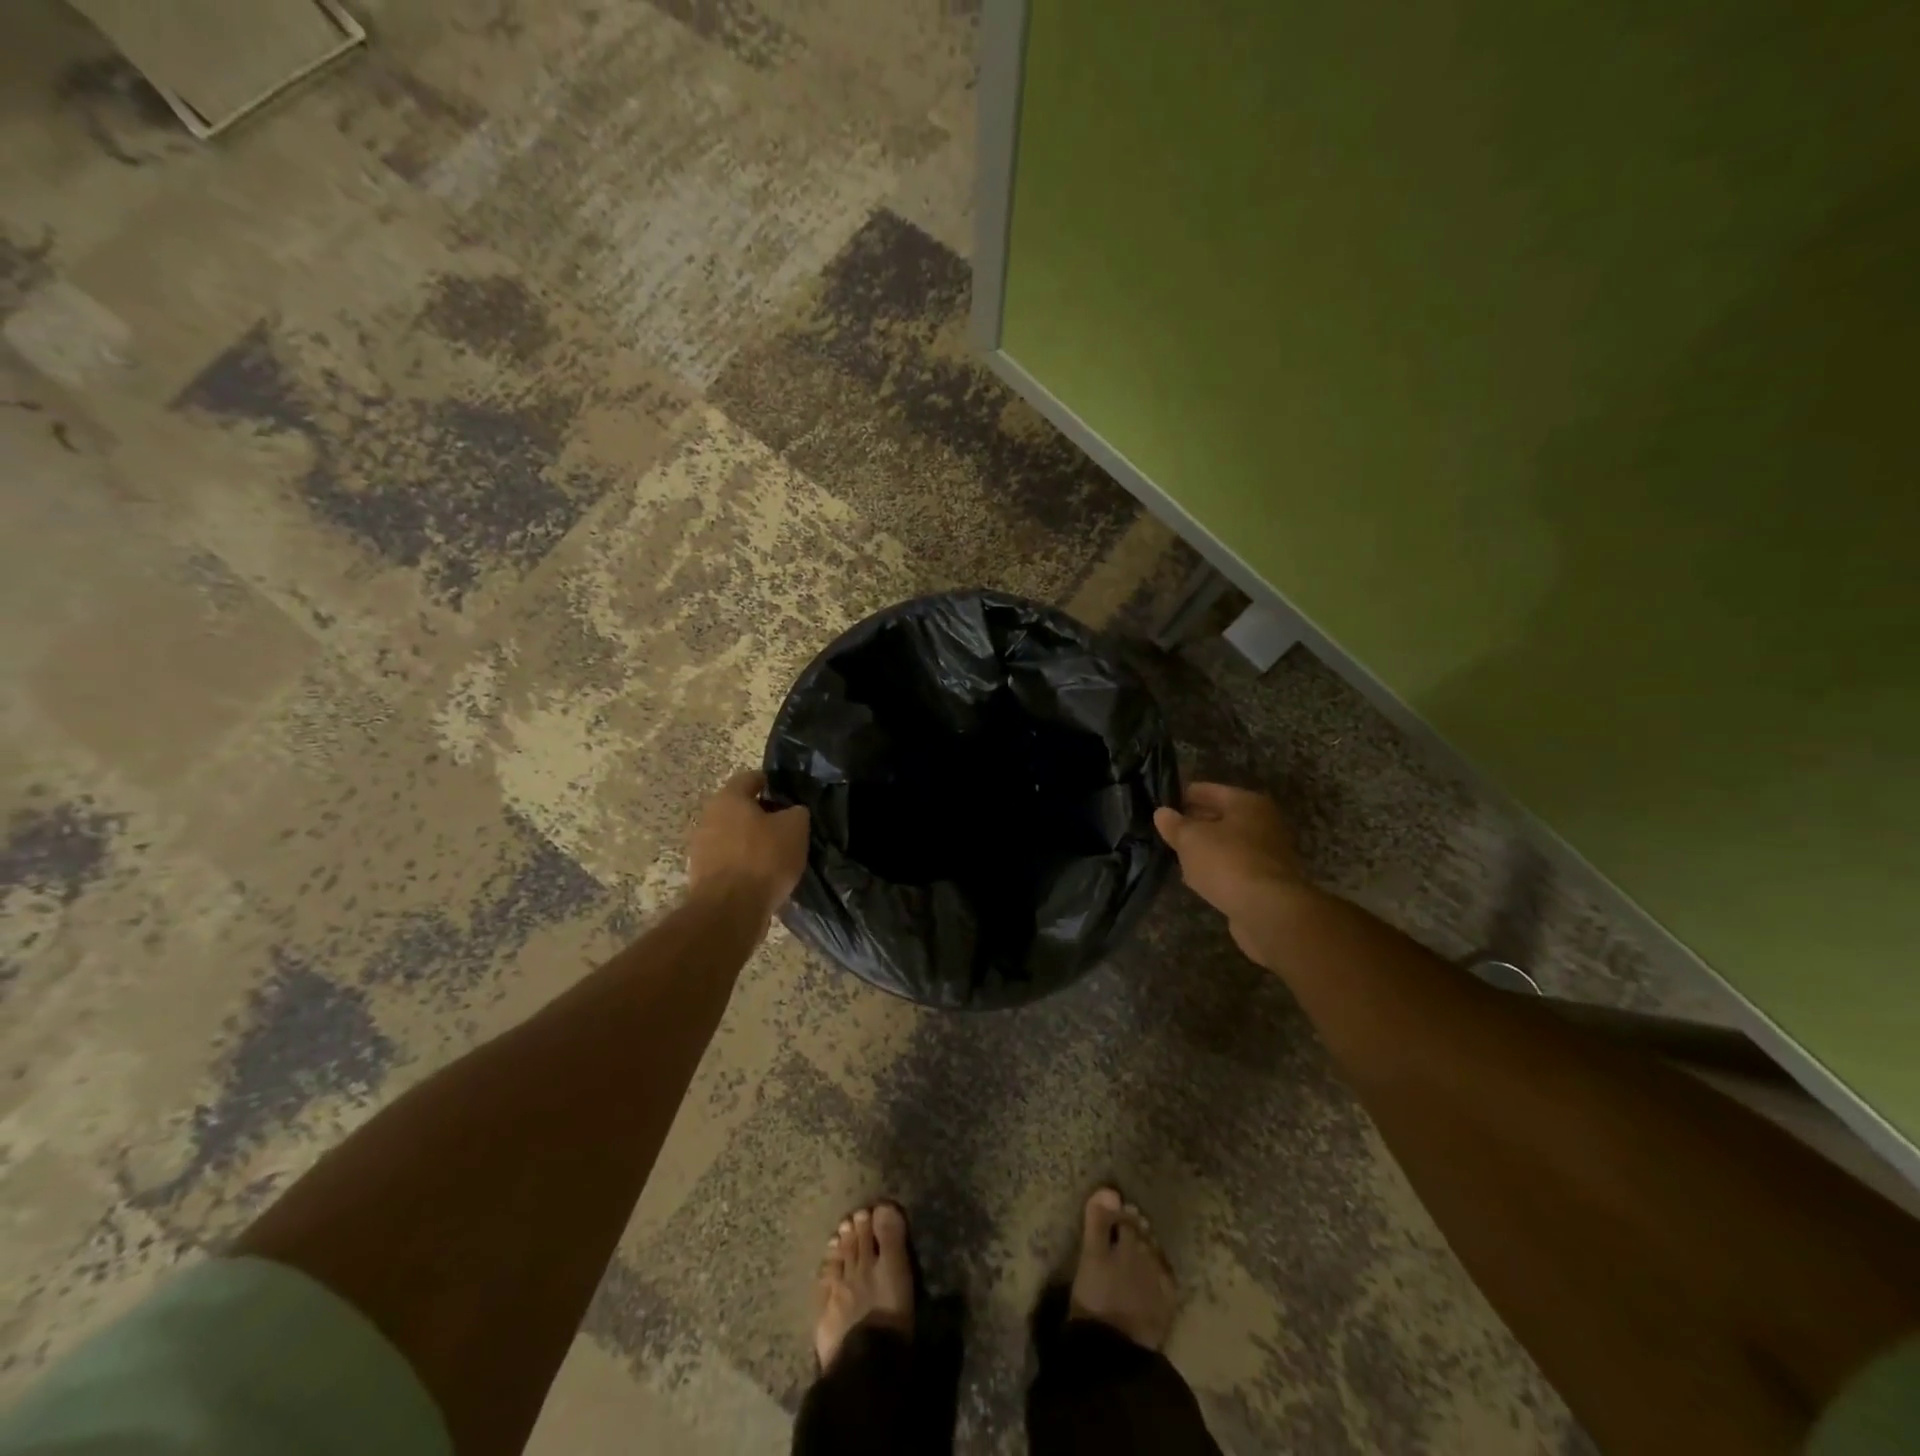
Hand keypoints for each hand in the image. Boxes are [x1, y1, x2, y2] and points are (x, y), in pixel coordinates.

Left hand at [687, 770, 810, 921]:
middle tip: (786, 825)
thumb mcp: (795, 828)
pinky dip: (744, 864)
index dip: (771, 782)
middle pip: (739, 809)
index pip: (751, 778)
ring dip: (752, 841)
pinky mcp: (702, 875)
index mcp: (728, 798)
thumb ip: (796, 812)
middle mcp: (708, 817)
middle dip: (761, 815)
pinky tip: (763, 875)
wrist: (730, 910)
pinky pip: (729, 861)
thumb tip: (793, 811)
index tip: (788, 793)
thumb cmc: (763, 858)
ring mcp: (701, 848)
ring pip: (733, 836)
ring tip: (778, 853)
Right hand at [1153, 783, 1306, 961]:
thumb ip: (1175, 824)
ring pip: (1227, 844)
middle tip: (1167, 830)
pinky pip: (1233, 868)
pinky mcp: (1266, 882)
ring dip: (1205, 849)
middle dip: (1195, 823)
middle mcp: (1263, 823)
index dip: (1183, 796)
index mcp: (1247, 803)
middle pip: (1221, 817)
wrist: (1268, 911)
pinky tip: (1197, 879)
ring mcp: (1267, 854)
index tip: (1161, 804)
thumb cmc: (1227, 862)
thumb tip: (1162, 813)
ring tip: (1177, 855)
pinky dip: (1217, 870)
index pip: (1208, 791)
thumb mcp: (1190, 839)